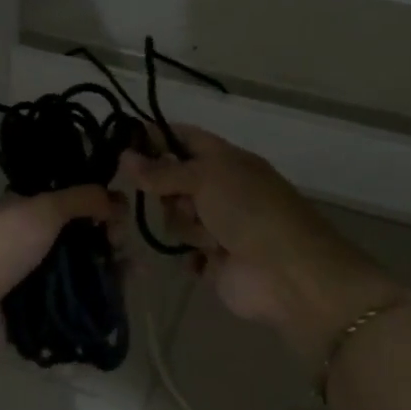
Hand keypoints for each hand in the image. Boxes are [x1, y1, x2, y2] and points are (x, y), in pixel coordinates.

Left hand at [0, 186, 123, 357]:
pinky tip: (117, 308)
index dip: (102, 212)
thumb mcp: (41, 210)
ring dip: (108, 279)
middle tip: (131, 256)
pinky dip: (93, 311)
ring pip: (81, 280)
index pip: (76, 209)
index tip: (121, 221)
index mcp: (30, 215)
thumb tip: (118, 198)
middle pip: (82, 246)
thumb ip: (81, 199)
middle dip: (110, 248)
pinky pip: (71, 314)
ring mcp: (32, 286)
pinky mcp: (33, 321)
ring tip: (134, 281)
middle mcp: (33, 248)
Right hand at [120, 128, 406, 364]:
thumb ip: (163, 171)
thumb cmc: (250, 211)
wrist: (287, 273)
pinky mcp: (215, 261)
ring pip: (176, 218)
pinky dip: (193, 256)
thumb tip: (124, 156)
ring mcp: (218, 226)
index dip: (156, 137)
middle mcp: (220, 189)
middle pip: (173, 181)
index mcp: (226, 160)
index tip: (122, 142)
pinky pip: (186, 253)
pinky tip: (207, 259)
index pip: (184, 138)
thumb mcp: (206, 178)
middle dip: (169, 192)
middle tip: (182, 202)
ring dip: (188, 227)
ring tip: (211, 239)